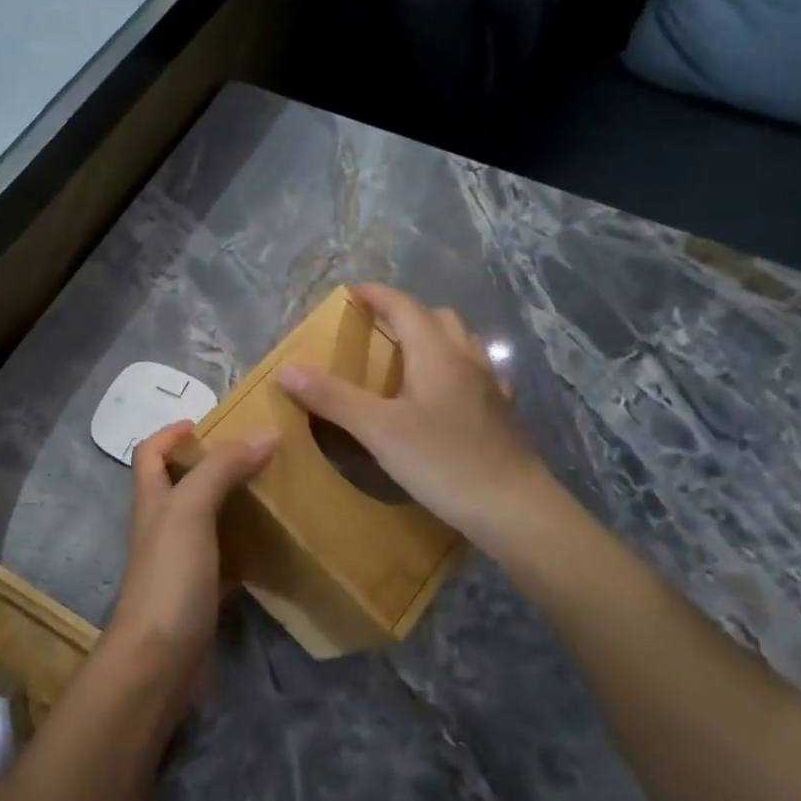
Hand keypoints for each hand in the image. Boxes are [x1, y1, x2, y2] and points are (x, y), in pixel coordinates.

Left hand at [106, 421, 276, 704]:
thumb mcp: (191, 510)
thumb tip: (264, 432)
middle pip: (180, 482)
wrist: (159, 662)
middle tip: (259, 453)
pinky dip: (246, 546)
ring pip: (206, 520)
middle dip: (213, 463)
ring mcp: (180, 562)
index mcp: (152, 500)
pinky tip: (275, 544)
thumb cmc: (169, 577)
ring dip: (234, 502)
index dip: (171, 431)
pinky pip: (226, 558)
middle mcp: (162, 526)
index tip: (210, 421)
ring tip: (275, 489)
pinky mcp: (201, 594)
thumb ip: (222, 469)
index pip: (149, 452)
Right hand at [276, 283, 553, 545]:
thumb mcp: (377, 430)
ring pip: (462, 341)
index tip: (350, 292)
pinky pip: (477, 371)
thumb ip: (332, 397)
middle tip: (375, 327)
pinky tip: (446, 392)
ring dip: (433, 335)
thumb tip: (286, 369)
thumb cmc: (442, 462)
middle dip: (405, 313)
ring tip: (408, 355)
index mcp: (436, 354)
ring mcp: (490, 385)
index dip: (376, 295)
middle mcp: (467, 359)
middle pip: (437, 317)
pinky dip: (455, 366)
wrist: (514, 508)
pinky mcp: (501, 412)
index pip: (404, 306)